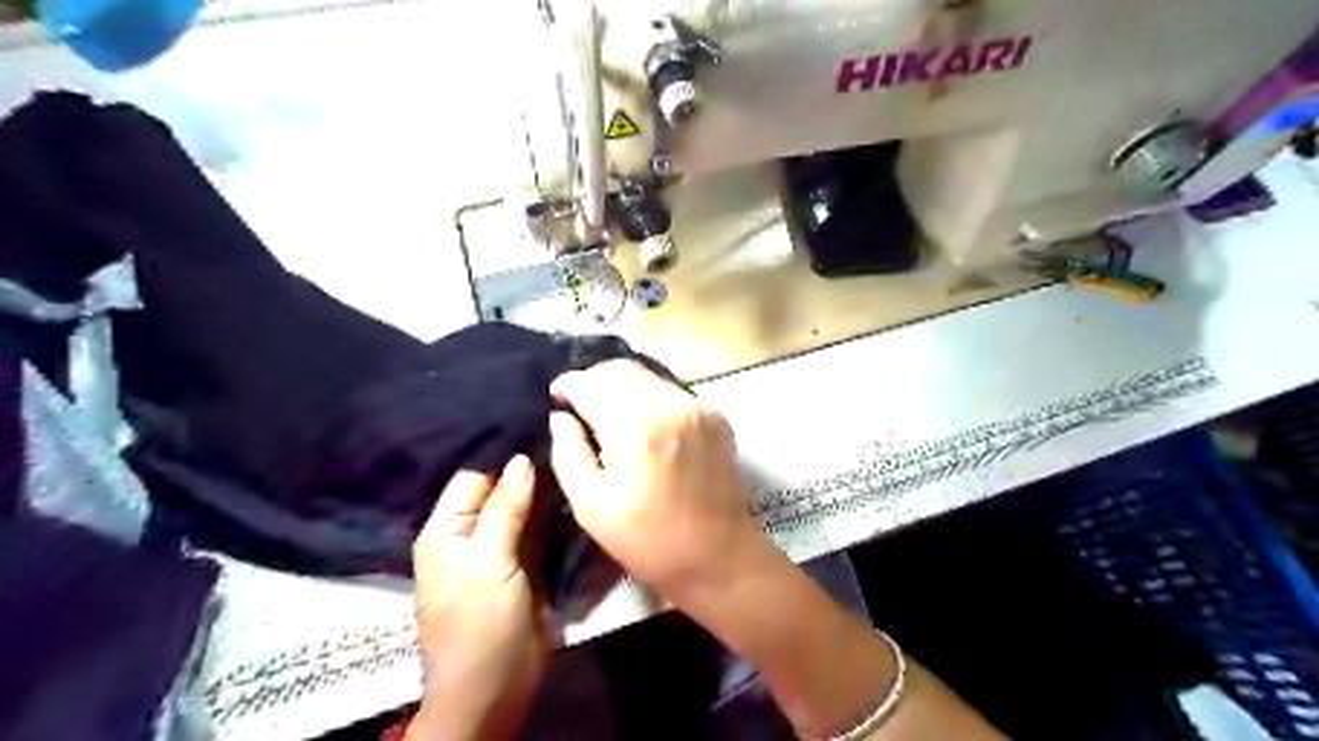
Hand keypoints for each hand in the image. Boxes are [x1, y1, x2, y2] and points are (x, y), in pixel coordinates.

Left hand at [411, 456, 548, 740]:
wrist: (495, 690)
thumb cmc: (480, 625)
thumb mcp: (488, 563)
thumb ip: (505, 509)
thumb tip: (521, 458)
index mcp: (447, 530)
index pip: (474, 476)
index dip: (504, 452)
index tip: (539, 423)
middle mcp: (471, 533)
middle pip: (500, 489)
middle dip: (529, 467)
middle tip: (566, 433)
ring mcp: (500, 548)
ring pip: (523, 507)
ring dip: (545, 488)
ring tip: (575, 451)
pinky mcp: (525, 563)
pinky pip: (538, 528)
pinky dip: (554, 511)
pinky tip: (575, 486)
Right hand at [551, 358, 776, 608]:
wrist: (718, 556)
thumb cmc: (647, 539)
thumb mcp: (591, 505)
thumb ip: (568, 452)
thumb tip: (561, 417)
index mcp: (637, 427)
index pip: (592, 383)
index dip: (568, 384)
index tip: (557, 397)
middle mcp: (671, 405)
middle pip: (622, 370)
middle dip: (595, 380)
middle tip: (579, 403)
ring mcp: (698, 408)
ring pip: (649, 377)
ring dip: (623, 386)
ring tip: (609, 413)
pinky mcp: (715, 416)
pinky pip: (672, 392)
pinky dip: (650, 397)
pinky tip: (643, 424)